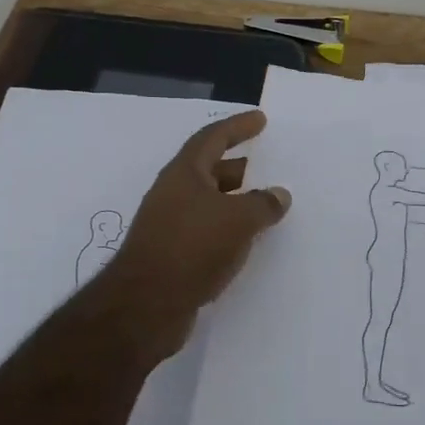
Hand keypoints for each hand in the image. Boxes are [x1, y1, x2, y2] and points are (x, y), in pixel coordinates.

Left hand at [97, 110, 290, 356]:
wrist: (146, 305)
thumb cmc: (192, 248)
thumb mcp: (238, 220)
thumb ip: (262, 204)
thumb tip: (279, 194)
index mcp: (184, 173)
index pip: (213, 138)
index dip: (237, 126)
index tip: (260, 119)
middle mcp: (172, 193)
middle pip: (208, 169)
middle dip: (237, 165)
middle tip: (266, 165)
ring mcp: (168, 224)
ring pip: (207, 201)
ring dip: (234, 199)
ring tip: (263, 204)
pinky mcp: (170, 254)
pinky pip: (205, 229)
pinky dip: (227, 227)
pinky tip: (245, 240)